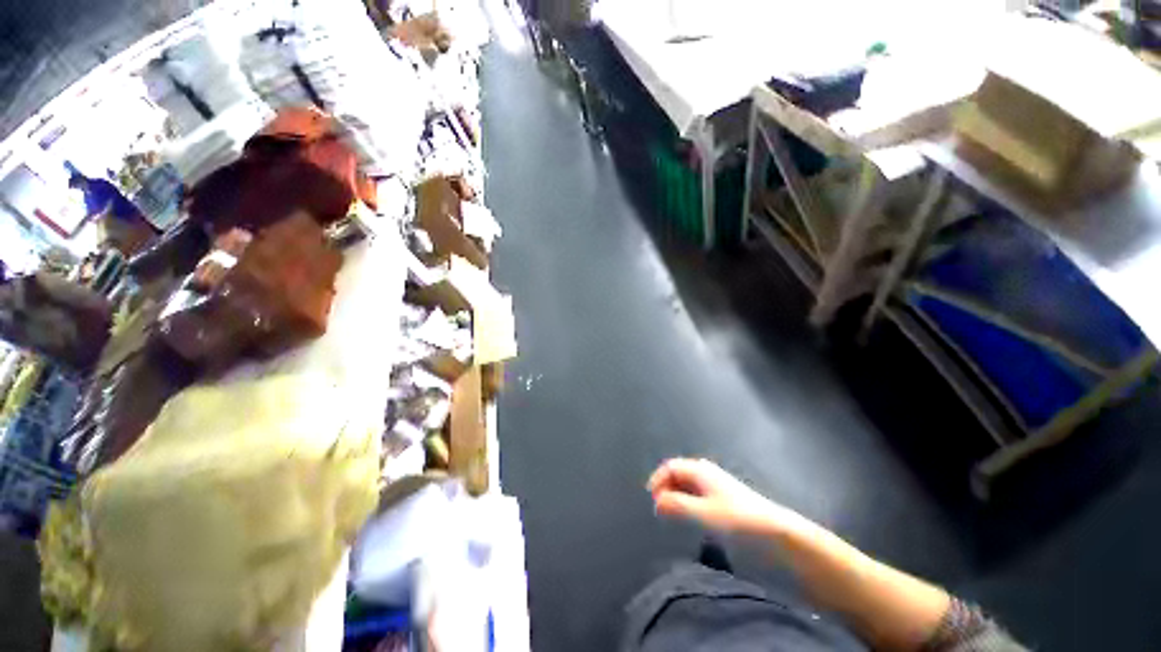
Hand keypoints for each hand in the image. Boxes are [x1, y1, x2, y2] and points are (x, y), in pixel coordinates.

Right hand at [647, 458, 804, 536]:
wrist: (774, 529)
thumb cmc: (737, 518)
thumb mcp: (703, 513)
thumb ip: (677, 506)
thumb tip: (656, 501)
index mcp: (699, 470)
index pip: (670, 467)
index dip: (658, 480)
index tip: (651, 500)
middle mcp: (705, 471)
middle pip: (677, 473)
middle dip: (665, 487)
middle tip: (660, 508)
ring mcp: (715, 482)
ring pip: (687, 483)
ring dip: (676, 494)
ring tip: (671, 513)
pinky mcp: (722, 494)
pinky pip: (696, 491)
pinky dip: (687, 499)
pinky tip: (690, 514)